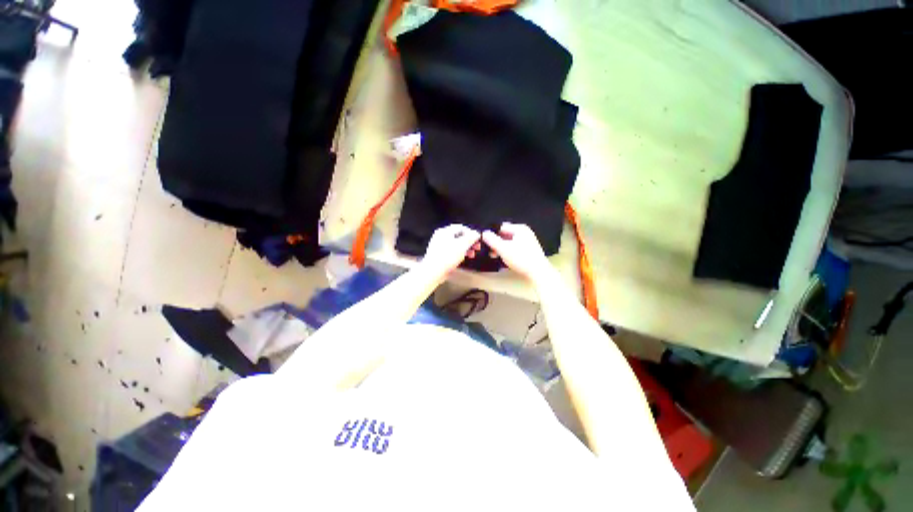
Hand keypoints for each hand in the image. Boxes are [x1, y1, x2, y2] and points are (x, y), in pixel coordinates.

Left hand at [421, 224, 481, 278]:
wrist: (433, 272)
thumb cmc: (446, 258)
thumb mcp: (462, 245)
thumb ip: (471, 237)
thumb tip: (476, 234)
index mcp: (445, 231)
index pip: (461, 227)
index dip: (471, 233)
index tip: (477, 239)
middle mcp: (441, 236)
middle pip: (459, 236)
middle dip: (469, 242)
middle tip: (476, 248)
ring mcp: (439, 246)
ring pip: (456, 244)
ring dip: (465, 248)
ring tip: (471, 255)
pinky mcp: (439, 255)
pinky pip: (451, 251)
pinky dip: (459, 253)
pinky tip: (462, 259)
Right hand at [482, 223, 552, 281]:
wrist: (538, 273)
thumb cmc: (521, 259)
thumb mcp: (503, 248)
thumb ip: (492, 240)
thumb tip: (484, 233)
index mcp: (520, 228)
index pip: (501, 227)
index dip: (492, 234)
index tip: (486, 243)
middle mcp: (525, 233)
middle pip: (505, 235)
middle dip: (496, 242)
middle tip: (489, 250)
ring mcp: (528, 242)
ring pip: (509, 242)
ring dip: (501, 248)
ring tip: (495, 255)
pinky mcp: (529, 251)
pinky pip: (515, 248)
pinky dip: (508, 252)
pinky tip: (504, 259)